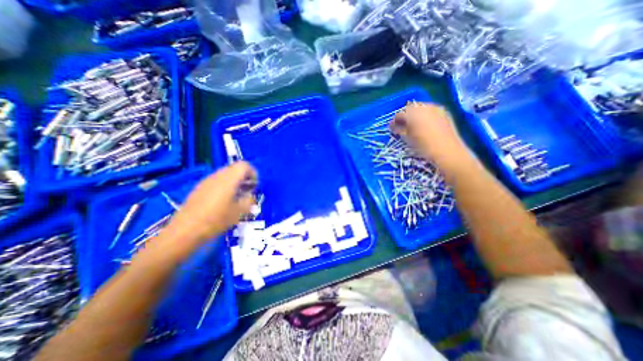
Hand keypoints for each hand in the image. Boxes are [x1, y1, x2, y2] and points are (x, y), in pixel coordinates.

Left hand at [163, 162, 257, 242]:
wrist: (185, 231)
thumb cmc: (216, 220)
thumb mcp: (239, 212)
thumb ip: (249, 201)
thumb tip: (250, 196)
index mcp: (228, 179)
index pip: (244, 165)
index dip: (253, 173)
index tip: (255, 186)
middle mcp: (217, 176)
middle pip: (235, 169)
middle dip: (244, 178)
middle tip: (248, 192)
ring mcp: (206, 181)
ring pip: (225, 175)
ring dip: (235, 182)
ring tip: (237, 197)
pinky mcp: (199, 188)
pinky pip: (216, 181)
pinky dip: (225, 187)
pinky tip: (223, 202)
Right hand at [389, 102, 470, 169]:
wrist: (447, 151)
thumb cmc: (423, 146)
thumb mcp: (407, 138)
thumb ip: (398, 129)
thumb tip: (392, 126)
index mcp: (412, 114)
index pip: (399, 114)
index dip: (394, 121)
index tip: (393, 128)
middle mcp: (423, 107)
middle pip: (410, 108)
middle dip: (405, 116)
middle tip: (402, 126)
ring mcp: (435, 108)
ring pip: (420, 108)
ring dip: (415, 115)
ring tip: (414, 126)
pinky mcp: (444, 112)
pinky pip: (430, 110)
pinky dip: (425, 115)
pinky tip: (425, 125)